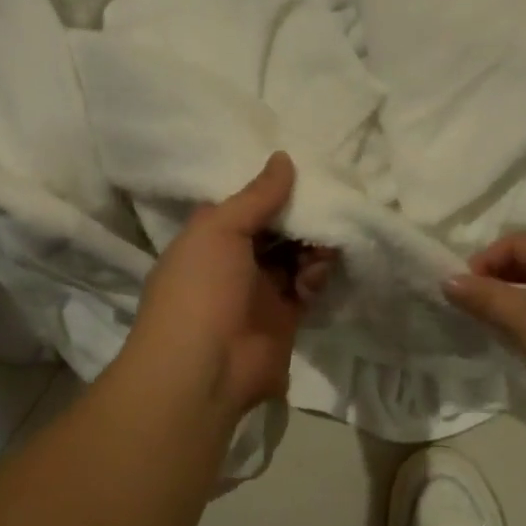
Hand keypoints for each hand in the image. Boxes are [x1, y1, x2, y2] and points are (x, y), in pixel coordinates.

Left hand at [127, 153, 334, 418]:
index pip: (247, 206)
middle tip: (325, 207)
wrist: (205, 368)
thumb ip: (256, 196)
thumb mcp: (218, 229)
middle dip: (300, 219)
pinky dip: (316, 276)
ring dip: (312, 247)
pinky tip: (314, 275)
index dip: (273, 191)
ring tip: (320, 246)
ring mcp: (260, 292)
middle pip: (276, 231)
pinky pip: (308, 287)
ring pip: (296, 257)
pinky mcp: (285, 318)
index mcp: (209, 238)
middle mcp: (234, 262)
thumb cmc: (200, 289)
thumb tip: (284, 158)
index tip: (305, 173)